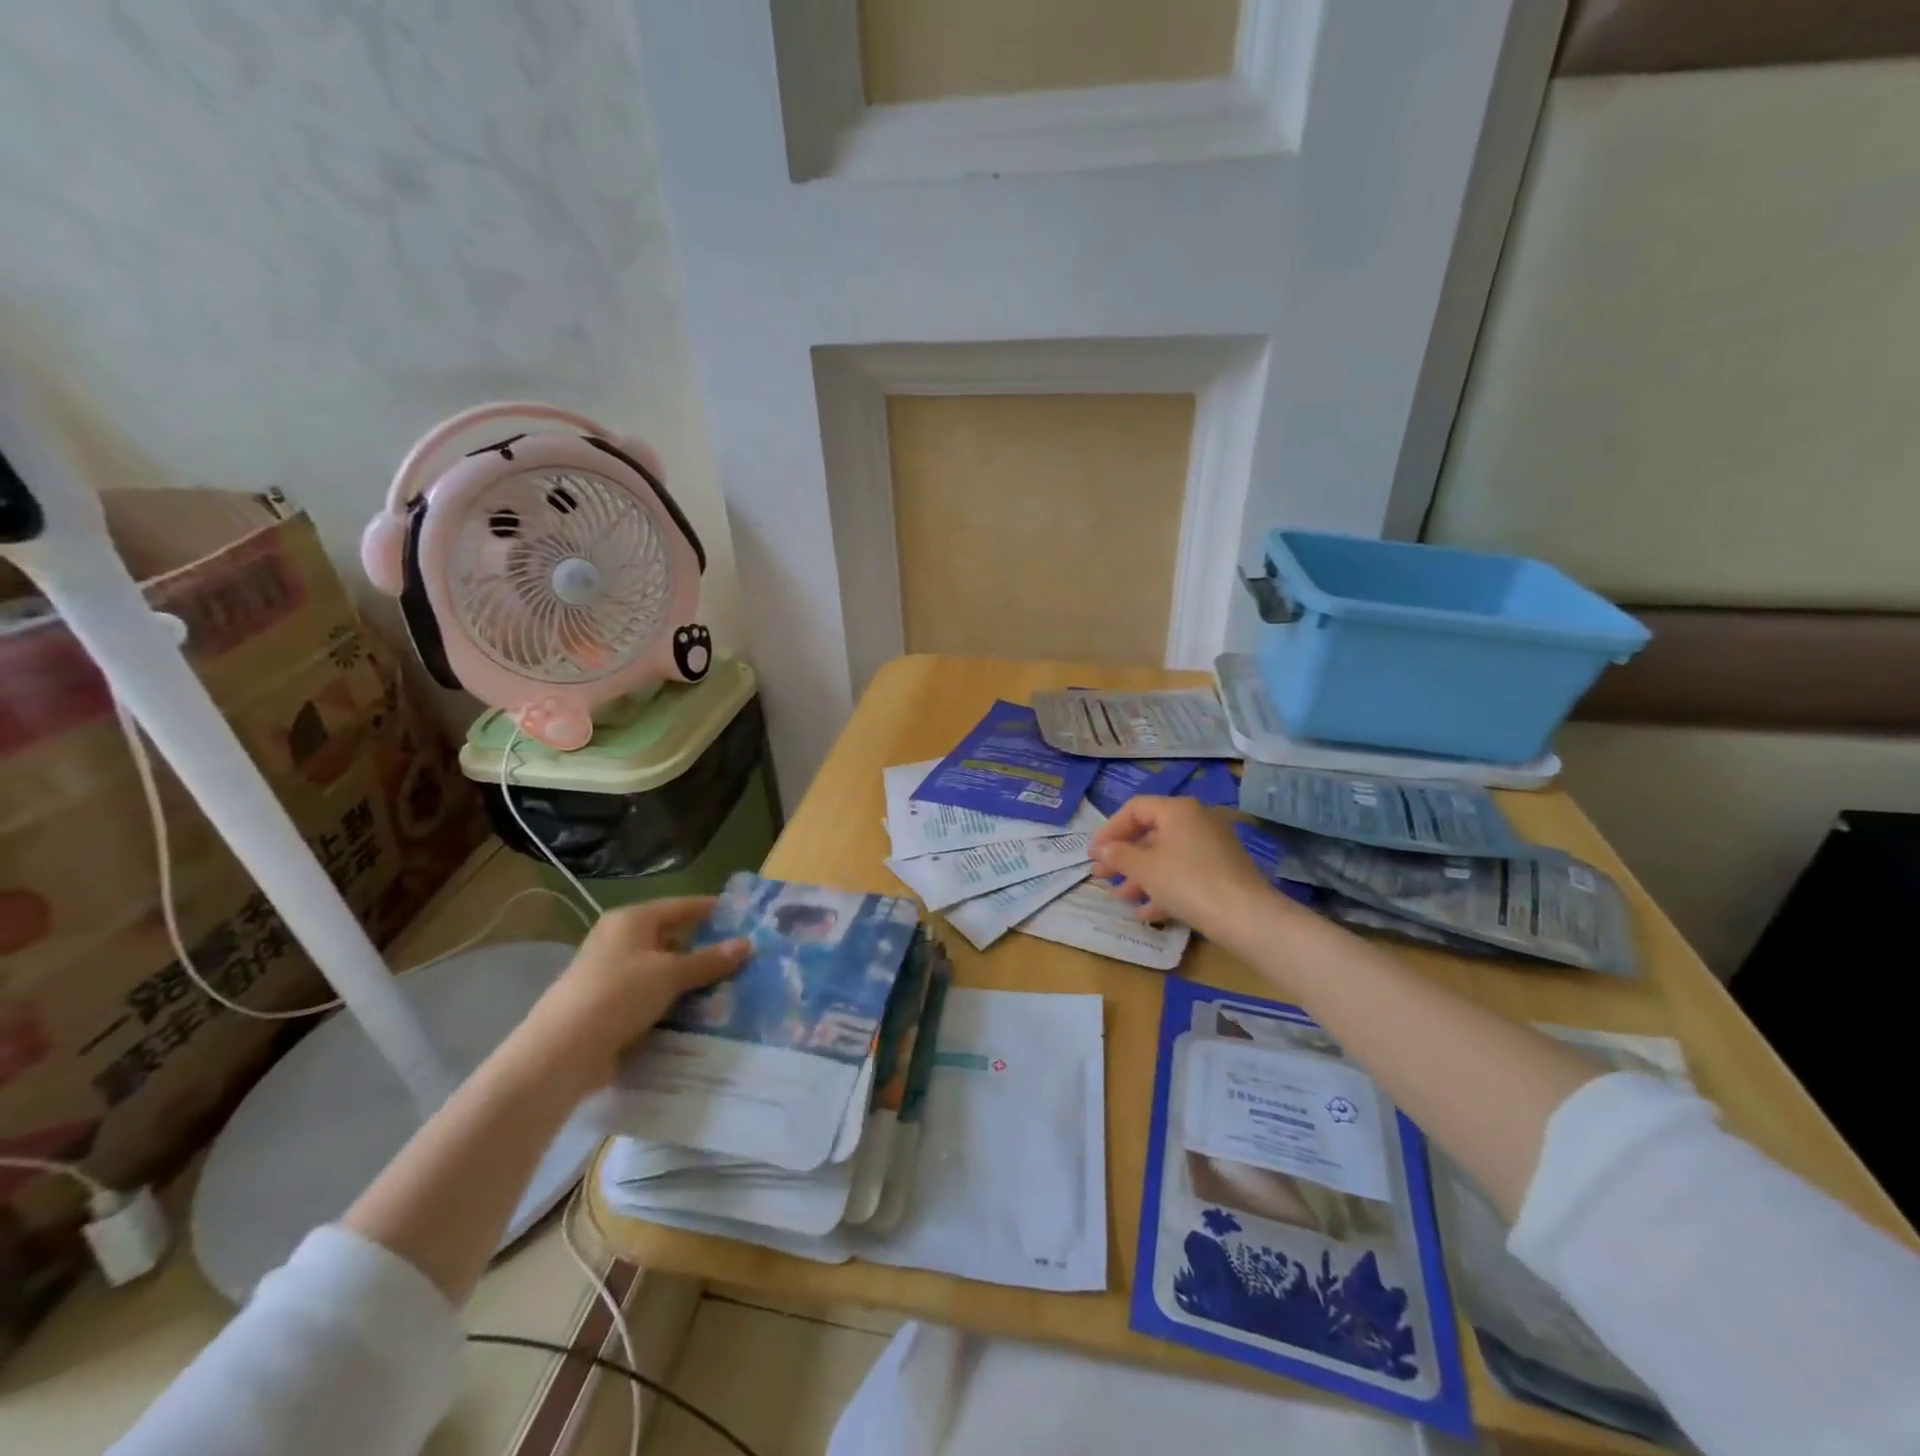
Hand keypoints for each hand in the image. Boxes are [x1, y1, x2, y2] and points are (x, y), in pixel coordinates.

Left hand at [509, 896, 749, 1092]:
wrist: (562, 1052)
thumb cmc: (619, 995)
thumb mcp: (671, 974)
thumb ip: (710, 960)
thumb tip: (748, 944)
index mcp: (632, 920)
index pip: (681, 906)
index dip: (712, 910)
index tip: (744, 916)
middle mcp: (620, 941)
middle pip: (672, 938)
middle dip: (705, 950)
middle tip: (743, 959)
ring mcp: (613, 975)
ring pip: (663, 971)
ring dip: (691, 980)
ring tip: (731, 988)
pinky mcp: (610, 1006)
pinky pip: (652, 997)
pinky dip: (674, 1002)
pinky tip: (699, 1013)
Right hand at [1089, 796, 1296, 947]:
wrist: (1246, 917)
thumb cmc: (1187, 882)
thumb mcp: (1144, 868)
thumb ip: (1118, 854)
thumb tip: (1103, 848)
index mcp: (1177, 810)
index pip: (1134, 809)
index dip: (1109, 830)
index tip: (1093, 853)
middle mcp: (1196, 820)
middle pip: (1150, 833)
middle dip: (1123, 857)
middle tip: (1101, 875)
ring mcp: (1212, 846)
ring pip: (1166, 856)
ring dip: (1139, 876)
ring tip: (1119, 898)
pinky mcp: (1221, 871)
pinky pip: (1184, 873)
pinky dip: (1163, 887)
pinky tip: (1146, 913)